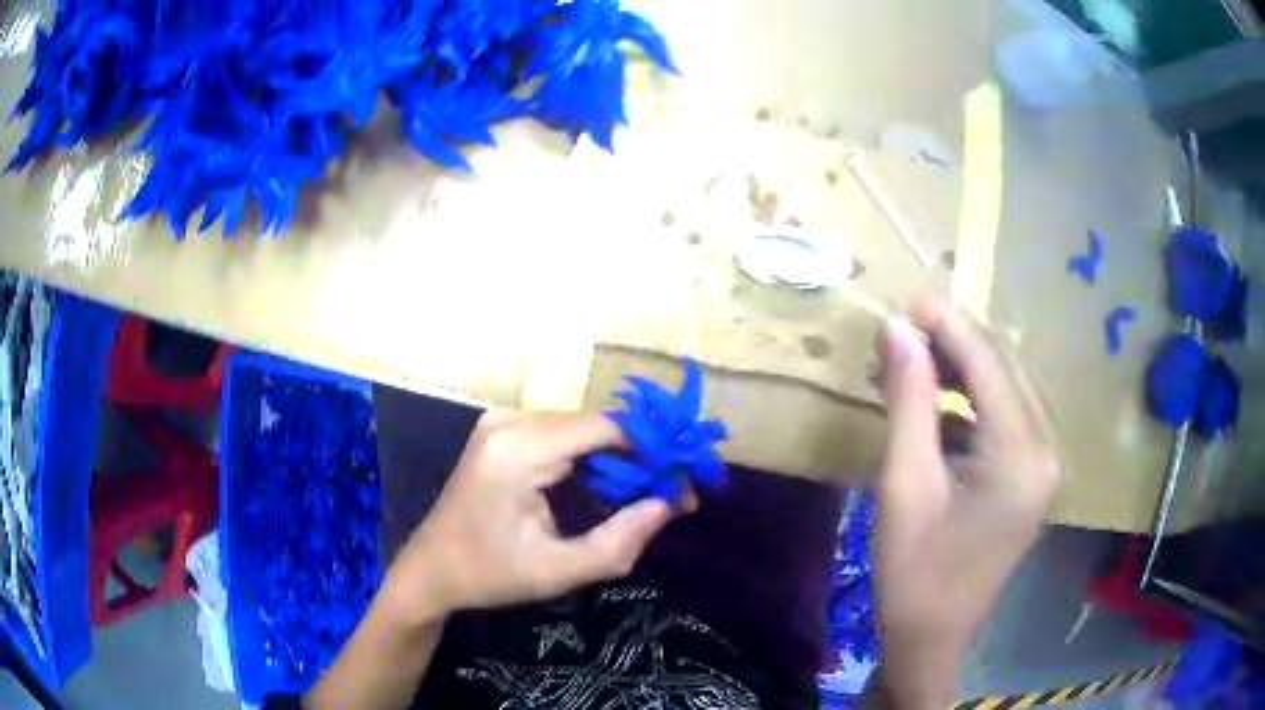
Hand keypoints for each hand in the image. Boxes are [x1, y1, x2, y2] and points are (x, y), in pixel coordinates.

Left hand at [382, 410, 672, 623]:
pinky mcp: (502, 431)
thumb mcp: (558, 571)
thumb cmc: (490, 574)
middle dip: (639, 460)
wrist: (431, 569)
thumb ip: (618, 542)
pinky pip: (561, 437)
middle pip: (596, 426)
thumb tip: (667, 507)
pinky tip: (605, 492)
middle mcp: (510, 421)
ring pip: (582, 430)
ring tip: (644, 499)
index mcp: (518, 450)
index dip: (653, 454)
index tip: (682, 489)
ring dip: (617, 462)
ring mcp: (502, 421)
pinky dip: (590, 461)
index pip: (606, 429)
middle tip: (671, 499)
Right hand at [873, 298, 1060, 707]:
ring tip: (909, 363)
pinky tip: (933, 406)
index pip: (989, 364)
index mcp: (1022, 455)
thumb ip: (908, 400)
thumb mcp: (904, 484)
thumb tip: (896, 329)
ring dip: (959, 372)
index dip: (947, 325)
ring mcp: (1042, 465)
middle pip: (1002, 371)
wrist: (931, 639)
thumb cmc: (913, 572)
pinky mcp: (1029, 477)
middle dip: (953, 344)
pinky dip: (968, 405)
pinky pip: (1002, 420)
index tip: (905, 301)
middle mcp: (1045, 450)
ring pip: (1003, 392)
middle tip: (899, 332)